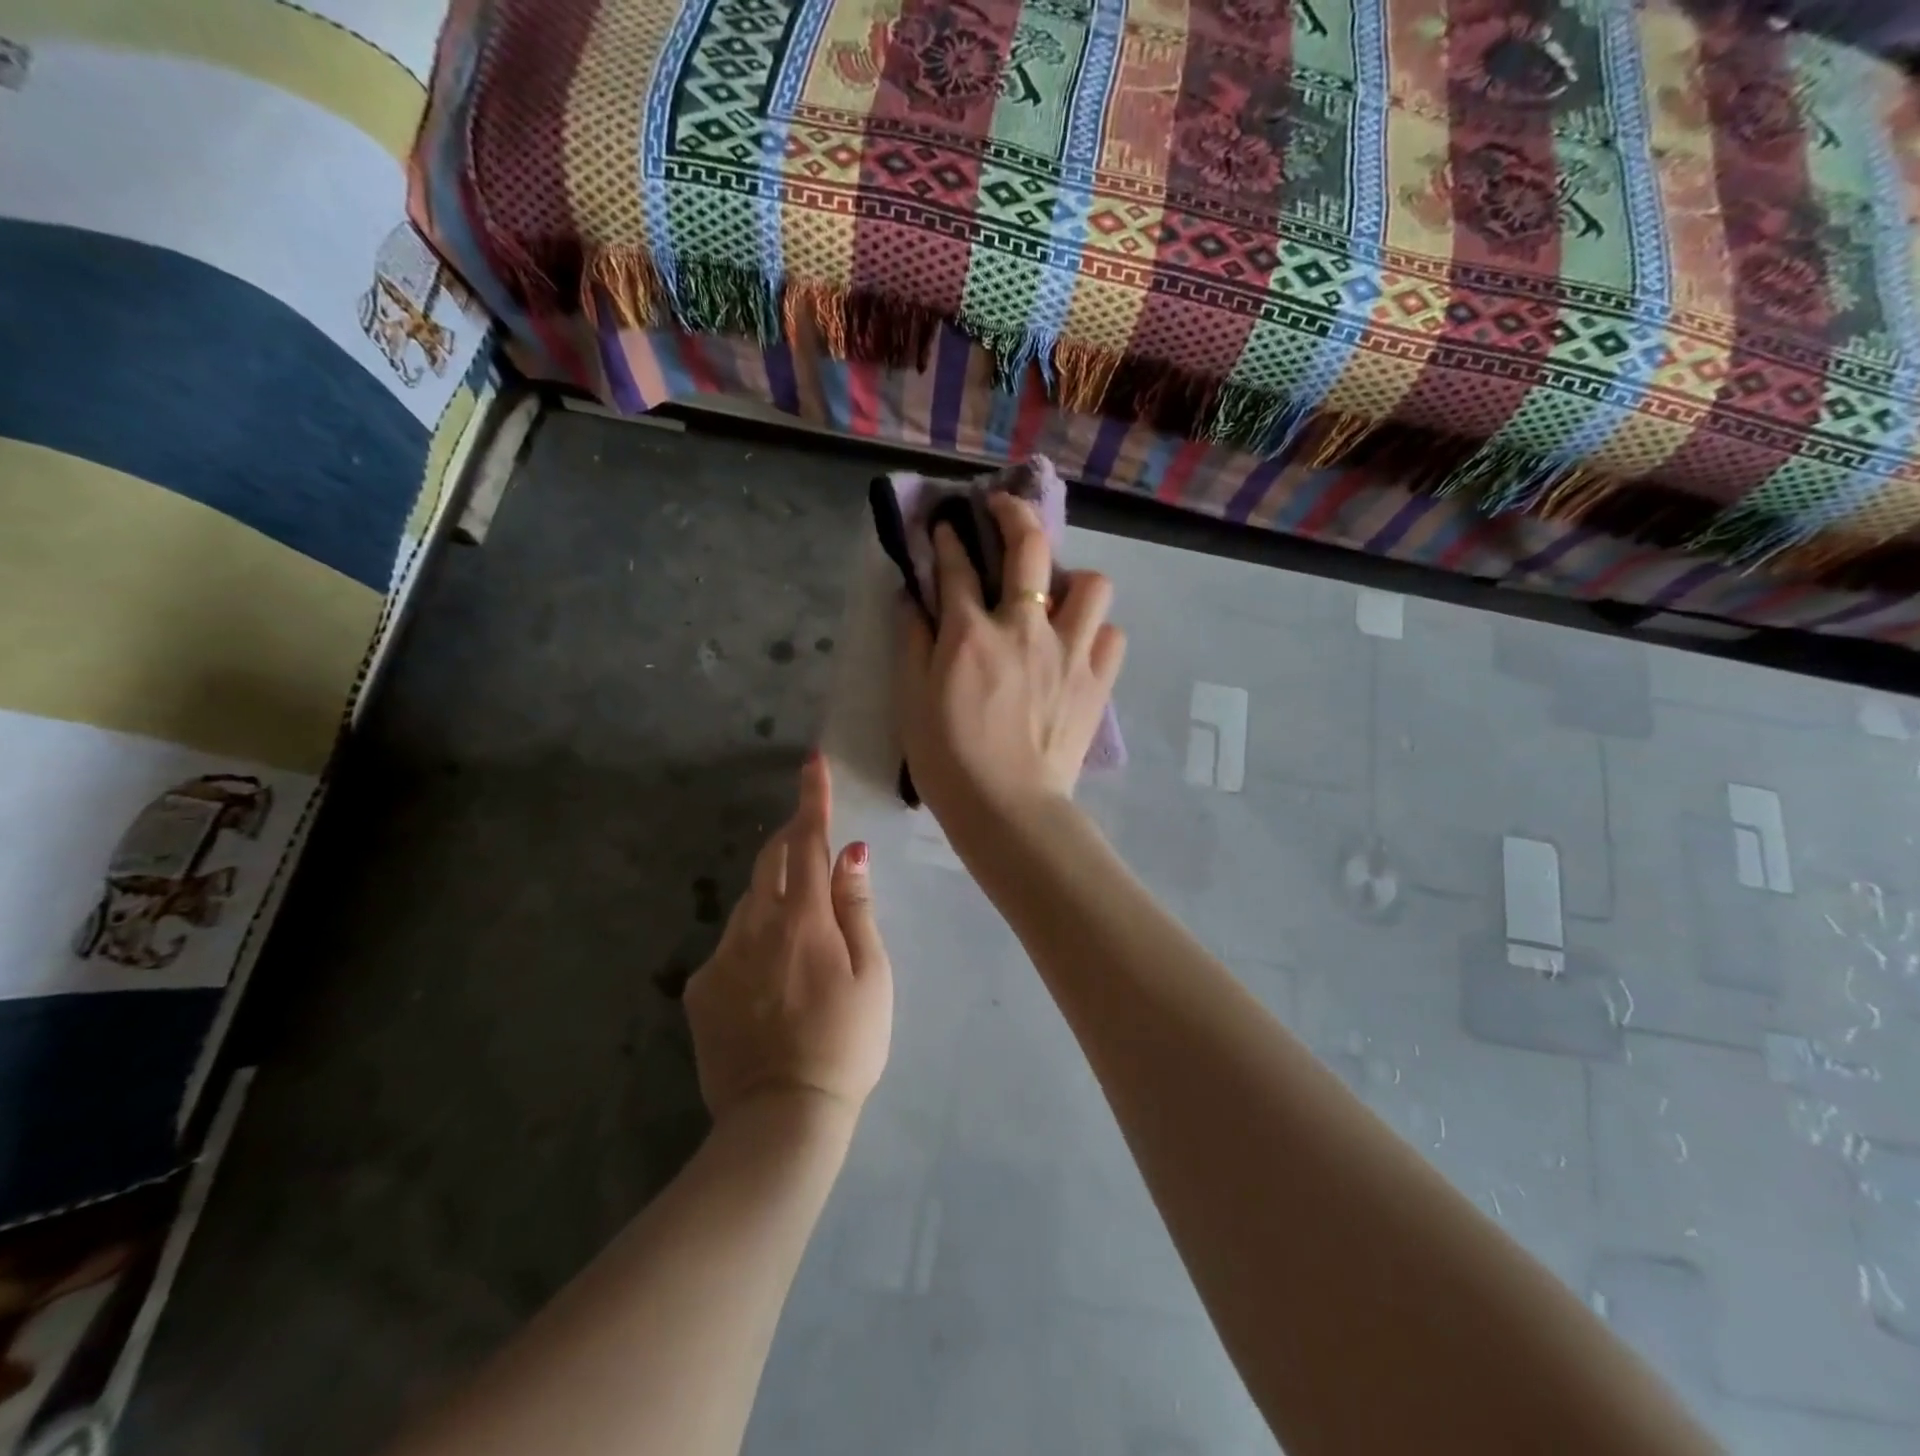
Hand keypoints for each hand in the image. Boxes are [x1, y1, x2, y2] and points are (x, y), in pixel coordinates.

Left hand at [684, 754, 892, 1129]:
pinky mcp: (699, 989)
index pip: (806, 841)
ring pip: (748, 903)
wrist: (781, 1118)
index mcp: (803, 919)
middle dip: (790, 839)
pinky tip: (770, 983)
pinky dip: (753, 940)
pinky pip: (730, 944)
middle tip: (813, 842)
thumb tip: (850, 853)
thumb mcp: (873, 975)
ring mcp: (721, 957)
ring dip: (774, 896)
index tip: (811, 763)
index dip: (811, 799)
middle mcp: (754, 926)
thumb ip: (857, 908)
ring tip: (800, 936)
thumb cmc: (847, 1043)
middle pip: (769, 861)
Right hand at [895, 493, 1125, 834]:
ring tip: (1056, 599)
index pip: (958, 566)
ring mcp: (1069, 653)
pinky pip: (1112, 636)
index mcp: (971, 633)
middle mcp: (1025, 628)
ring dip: (1072, 580)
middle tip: (1004, 510)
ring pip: (1092, 584)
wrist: (1007, 810)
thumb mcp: (911, 701)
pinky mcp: (1096, 683)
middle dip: (1014, 514)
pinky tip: (1079, 646)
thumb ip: (911, 642)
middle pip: (1030, 547)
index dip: (949, 538)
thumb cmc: (948, 760)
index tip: (946, 526)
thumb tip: (911, 599)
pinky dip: (1097, 632)